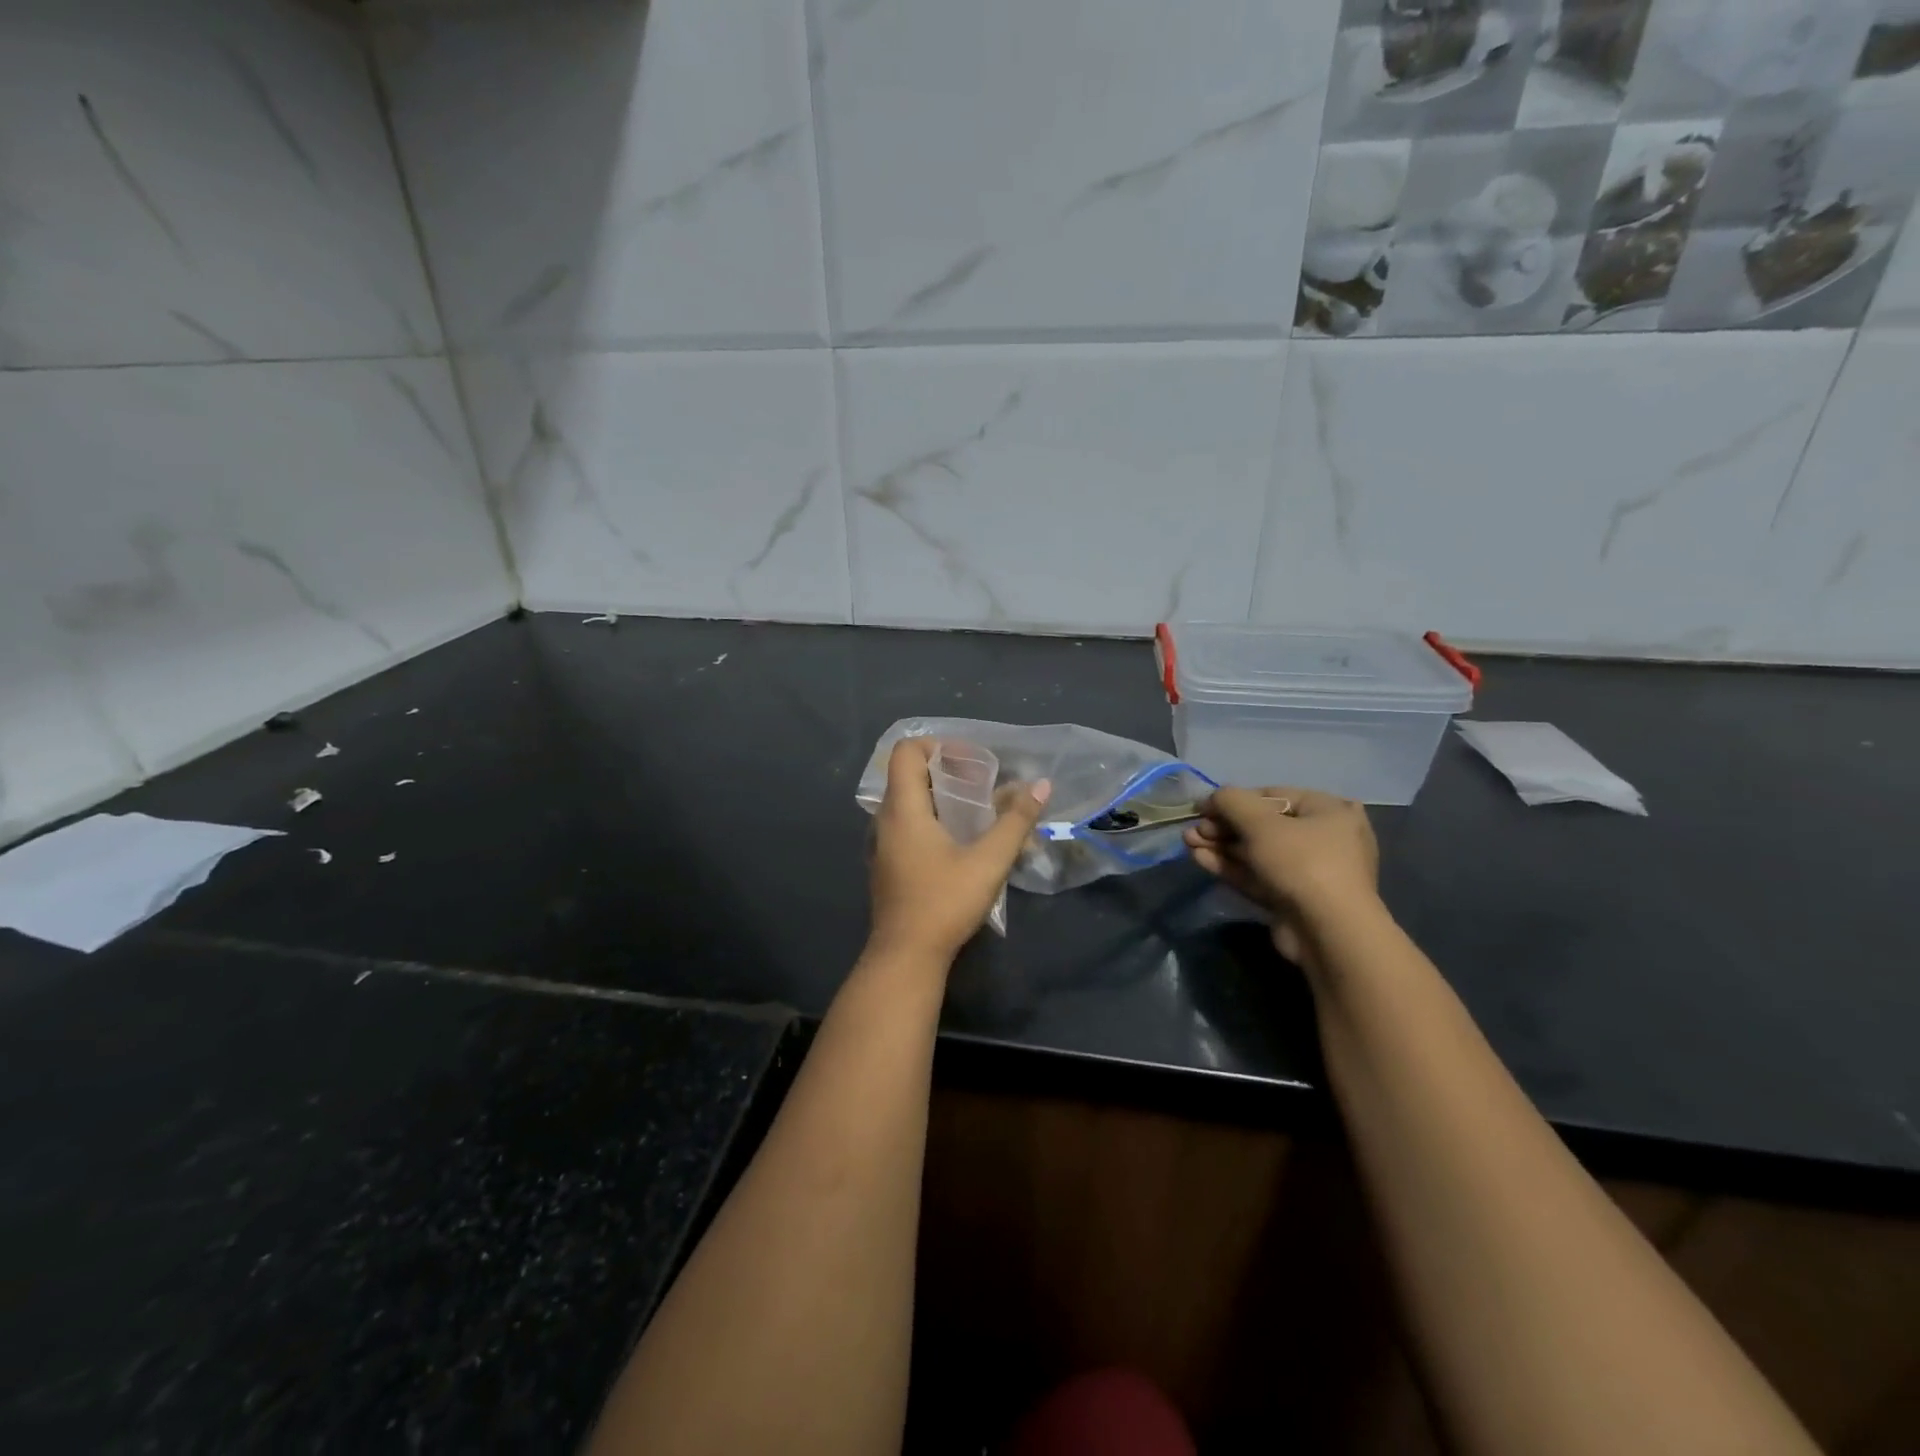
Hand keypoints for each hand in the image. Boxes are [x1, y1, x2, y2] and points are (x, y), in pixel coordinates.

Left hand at [867, 739, 1050, 963]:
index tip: (972, 761)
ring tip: (978, 811)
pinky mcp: (888, 865)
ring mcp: (883, 844)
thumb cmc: (944, 903)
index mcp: (903, 809)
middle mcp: (886, 820)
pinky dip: (932, 820)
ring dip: (941, 797)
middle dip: (947, 771)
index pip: (906, 751)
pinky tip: (961, 843)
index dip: (938, 746)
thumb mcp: (988, 861)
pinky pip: (907, 826)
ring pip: (909, 802)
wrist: (905, 957)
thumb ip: (1016, 821)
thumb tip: (1042, 785)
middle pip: (909, 775)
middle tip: (983, 784)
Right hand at [1183, 786, 1380, 966]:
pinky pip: (1258, 875)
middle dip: (1223, 826)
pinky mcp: (1293, 899)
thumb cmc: (1301, 863)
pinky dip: (1230, 866)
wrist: (1328, 933)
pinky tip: (1199, 859)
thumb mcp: (1261, 823)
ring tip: (1188, 842)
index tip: (1202, 808)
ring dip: (1221, 846)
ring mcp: (1308, 872)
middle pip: (1262, 826)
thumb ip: (1231, 802)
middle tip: (1193, 830)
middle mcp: (1323, 838)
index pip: (1273, 796)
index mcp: (1328, 811)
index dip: (1234, 800)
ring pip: (1256, 852)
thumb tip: (1213, 798)